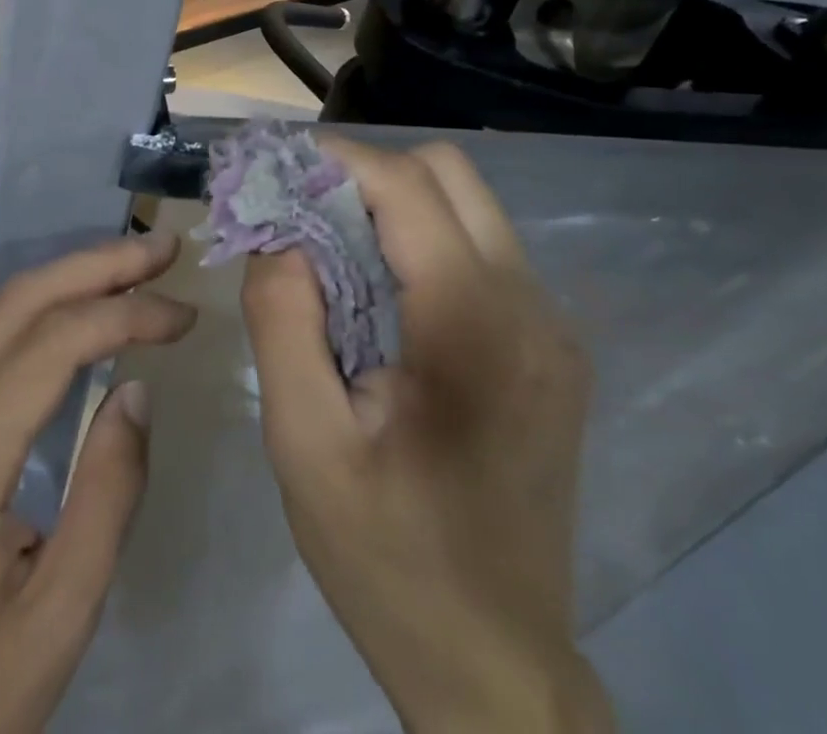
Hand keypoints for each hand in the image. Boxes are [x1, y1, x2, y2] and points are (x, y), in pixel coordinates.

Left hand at [0, 233, 195, 733]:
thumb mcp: (59, 619)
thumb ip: (107, 494)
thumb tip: (134, 390)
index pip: (53, 344)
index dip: (126, 314)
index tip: (185, 315)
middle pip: (16, 304)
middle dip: (95, 266)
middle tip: (162, 249)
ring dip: (65, 285)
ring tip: (130, 271)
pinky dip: (34, 323)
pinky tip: (73, 324)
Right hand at [241, 139, 611, 733]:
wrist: (496, 667)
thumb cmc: (387, 558)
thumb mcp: (305, 443)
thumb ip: (284, 319)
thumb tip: (279, 233)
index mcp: (474, 324)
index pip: (406, 185)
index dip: (335, 158)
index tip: (275, 167)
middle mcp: (531, 307)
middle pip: (449, 174)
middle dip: (366, 173)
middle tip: (301, 208)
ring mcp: (552, 328)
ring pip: (468, 207)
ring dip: (392, 205)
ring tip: (329, 247)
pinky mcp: (549, 349)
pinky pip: (480, 253)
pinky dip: (421, 242)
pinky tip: (378, 295)